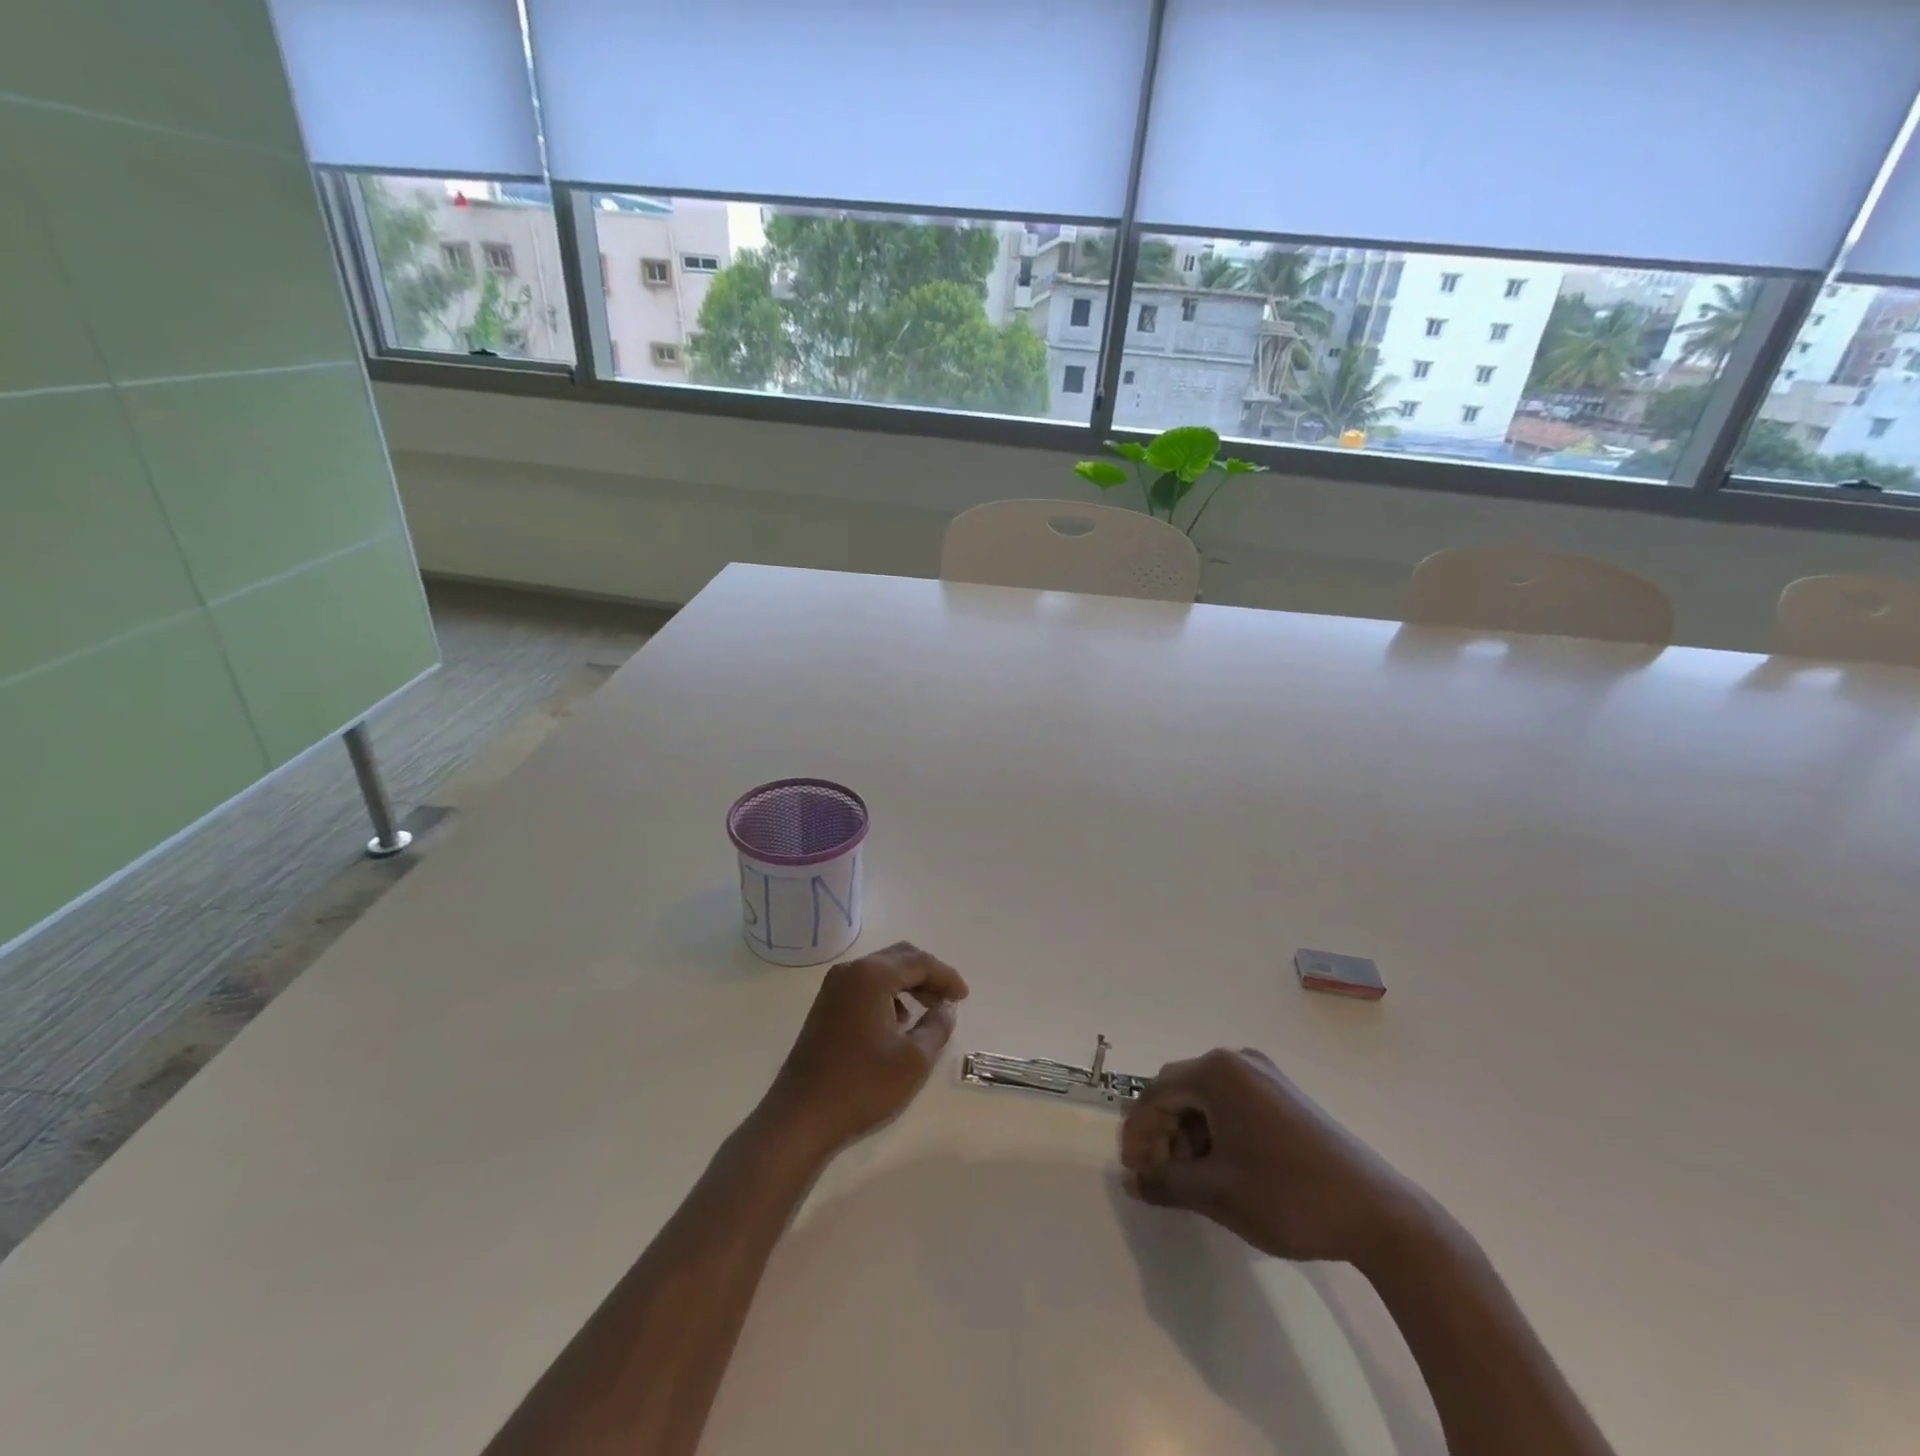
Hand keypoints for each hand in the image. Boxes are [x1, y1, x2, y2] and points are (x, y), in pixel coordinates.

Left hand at [762, 941, 968, 1154]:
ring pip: (881, 972)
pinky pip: (865, 987)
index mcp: (872, 975)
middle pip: (899, 958)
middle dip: (928, 975)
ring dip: (908, 985)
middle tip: (950, 1000)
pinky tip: (898, 1023)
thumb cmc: (862, 1085)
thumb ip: (937, 1026)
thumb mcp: (913, 1060)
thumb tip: (946, 1008)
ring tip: (929, 1012)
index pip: (920, 962)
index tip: (964, 997)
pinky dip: (888, 996)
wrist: (801, 1116)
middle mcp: (851, 971)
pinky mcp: (825, 1006)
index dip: (946, 977)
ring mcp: (833, 988)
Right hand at [1119, 1047, 1421, 1268]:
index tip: (1131, 1171)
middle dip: (1162, 1133)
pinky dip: (1215, 1131)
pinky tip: (1220, 1166)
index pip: (1157, 1094)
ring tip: (1189, 1178)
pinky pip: (1232, 1103)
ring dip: (1188, 1134)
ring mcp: (1265, 1075)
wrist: (1376, 1213)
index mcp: (1217, 1071)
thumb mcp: (1216, 1192)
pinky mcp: (1284, 1095)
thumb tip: (1132, 1181)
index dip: (1138, 1133)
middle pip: (1180, 1090)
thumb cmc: (1286, 1195)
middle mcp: (1238, 1060)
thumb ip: (1165, 1183)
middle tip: (1156, 1176)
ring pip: (1206, 1098)